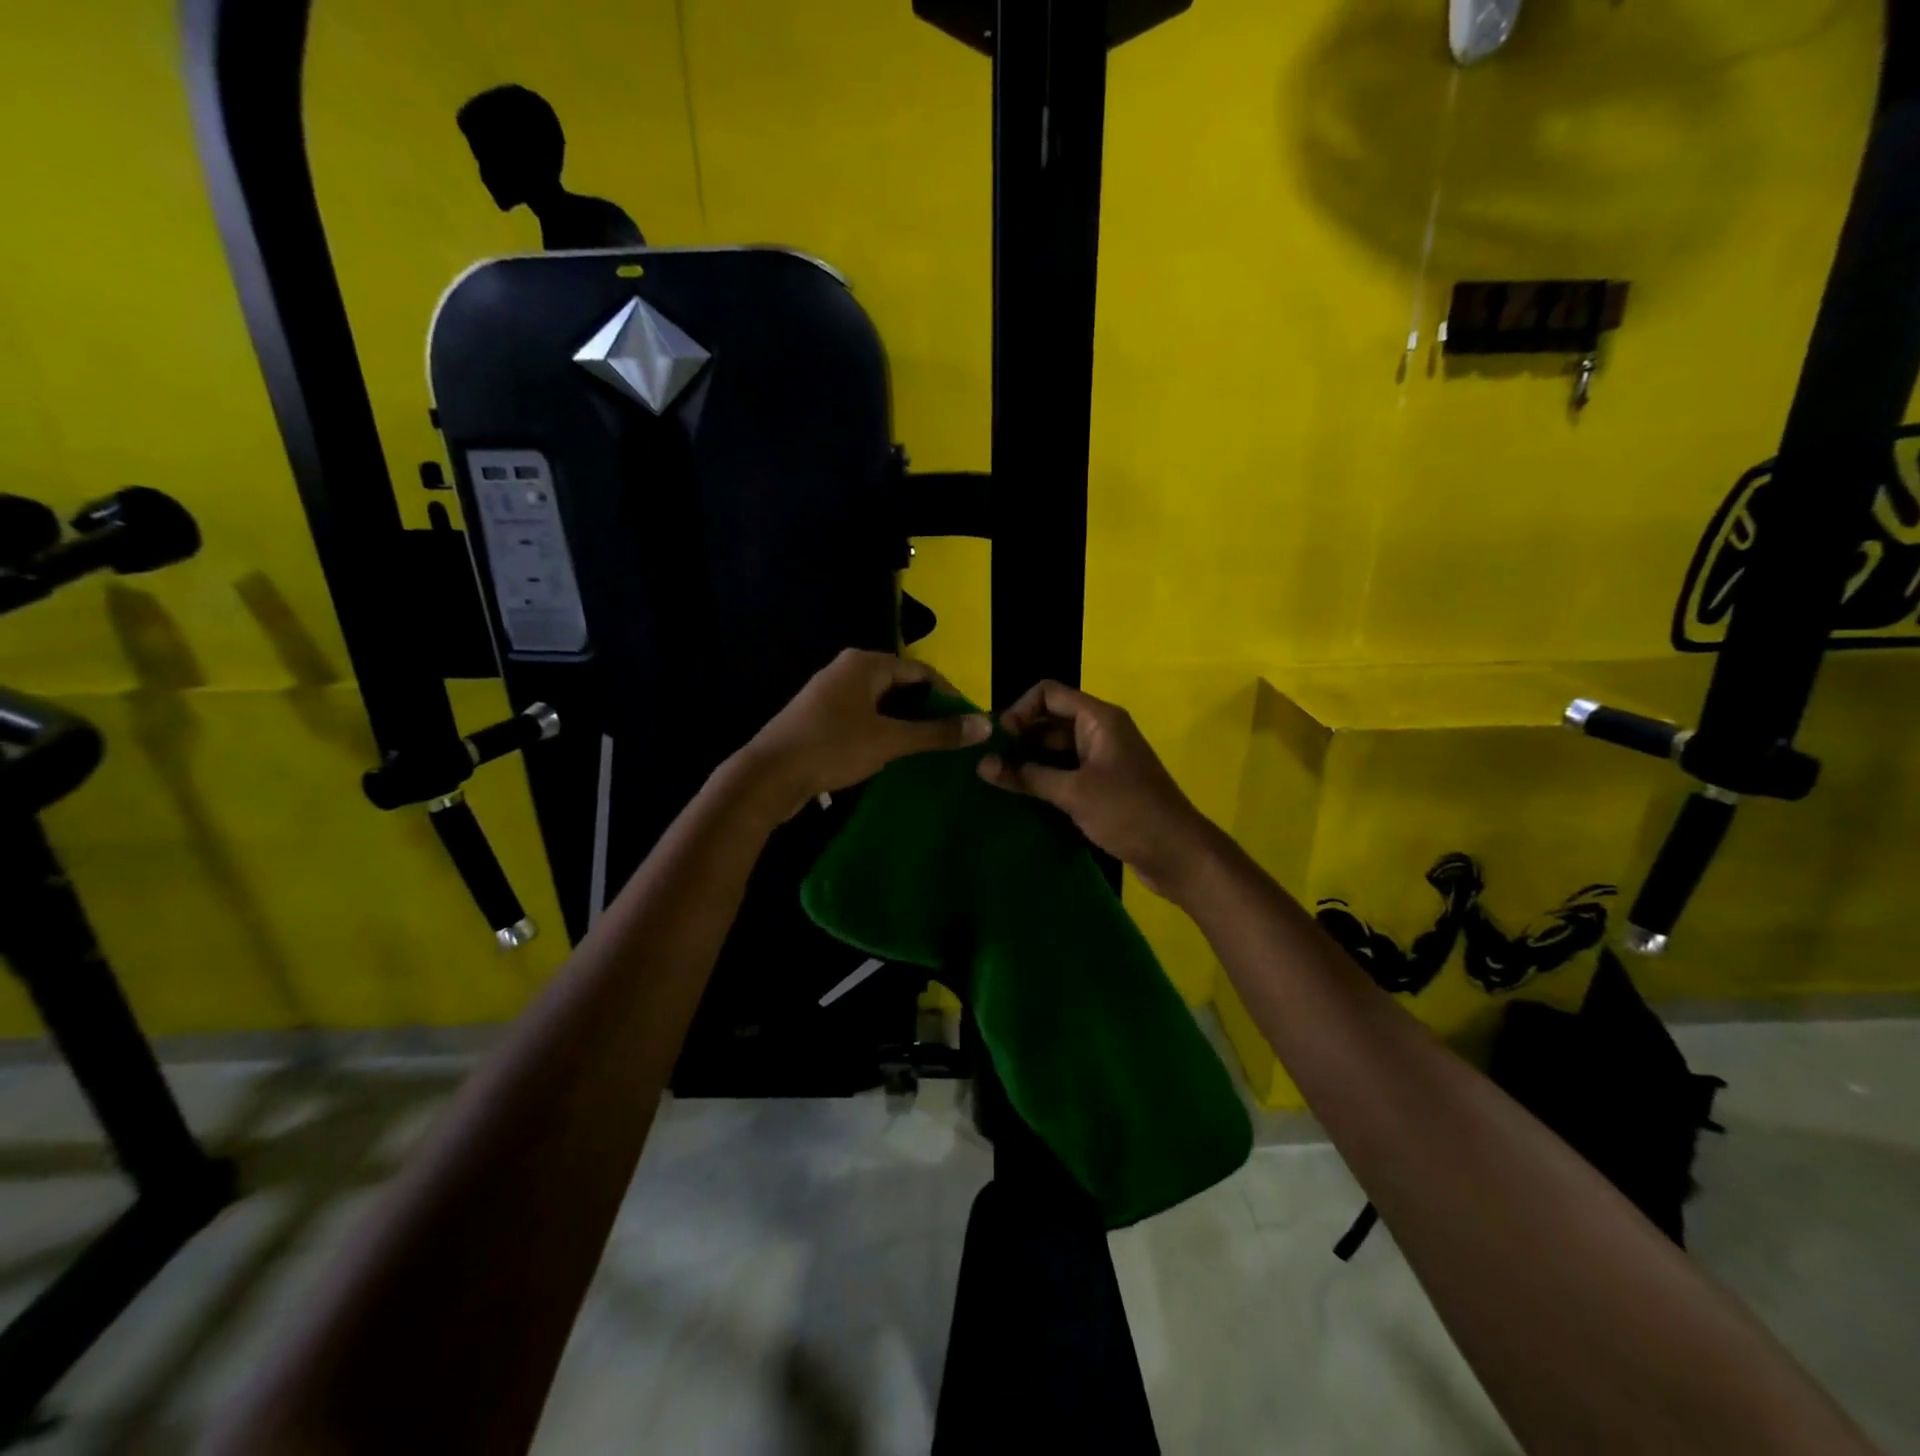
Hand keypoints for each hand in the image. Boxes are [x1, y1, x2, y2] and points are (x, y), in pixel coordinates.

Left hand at [740, 649, 989, 818]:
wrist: (768, 776)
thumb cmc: (832, 747)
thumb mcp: (890, 741)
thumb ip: (937, 733)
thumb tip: (985, 724)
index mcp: (865, 664)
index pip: (920, 671)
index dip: (948, 695)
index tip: (967, 722)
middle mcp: (847, 670)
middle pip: (900, 685)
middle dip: (926, 711)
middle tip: (950, 738)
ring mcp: (830, 694)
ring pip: (880, 704)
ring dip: (904, 724)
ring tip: (928, 750)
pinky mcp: (819, 718)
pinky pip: (862, 718)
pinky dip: (881, 732)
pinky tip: (893, 756)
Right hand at [977, 680, 1217, 899]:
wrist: (1178, 854)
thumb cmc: (1128, 813)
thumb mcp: (1073, 792)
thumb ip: (1026, 776)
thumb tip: (982, 764)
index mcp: (1098, 719)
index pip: (1048, 694)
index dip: (1018, 711)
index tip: (997, 742)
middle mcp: (1099, 731)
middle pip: (1049, 720)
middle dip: (1018, 738)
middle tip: (987, 764)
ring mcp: (1101, 759)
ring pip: (1054, 749)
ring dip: (1027, 761)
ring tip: (995, 782)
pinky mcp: (1101, 785)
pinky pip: (1064, 772)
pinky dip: (1043, 779)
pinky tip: (1019, 797)